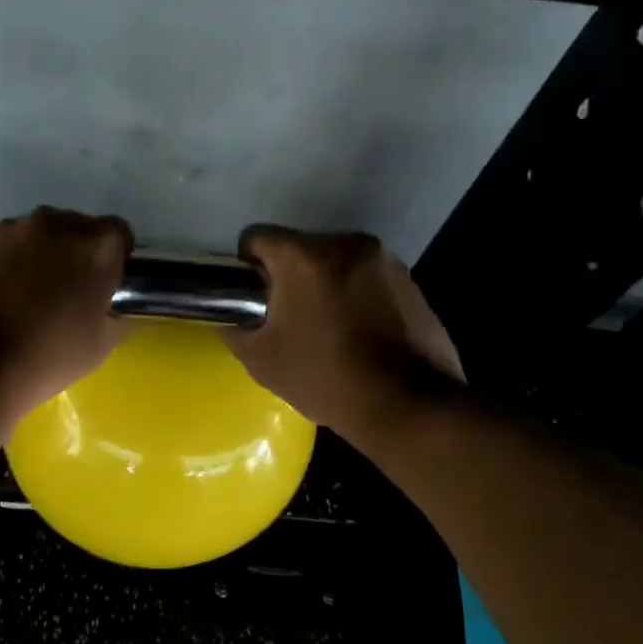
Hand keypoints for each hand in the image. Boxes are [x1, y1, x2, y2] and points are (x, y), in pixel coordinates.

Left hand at [0, 207, 131, 421]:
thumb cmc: (45, 359)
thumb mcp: (100, 347)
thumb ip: (112, 316)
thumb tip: (106, 309)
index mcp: (94, 247)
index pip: (118, 235)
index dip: (112, 261)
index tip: (101, 287)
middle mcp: (51, 225)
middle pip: (72, 229)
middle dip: (71, 255)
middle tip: (61, 294)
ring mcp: (4, 230)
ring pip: (29, 237)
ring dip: (31, 258)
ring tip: (17, 299)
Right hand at [223, 226, 463, 435]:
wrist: (407, 405)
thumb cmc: (325, 378)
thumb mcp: (262, 360)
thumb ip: (236, 328)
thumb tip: (231, 317)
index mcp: (304, 256)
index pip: (257, 237)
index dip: (247, 267)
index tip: (251, 299)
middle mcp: (346, 243)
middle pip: (300, 248)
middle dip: (290, 277)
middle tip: (289, 320)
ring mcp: (385, 260)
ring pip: (336, 262)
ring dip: (325, 285)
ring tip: (328, 329)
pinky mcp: (411, 281)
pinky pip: (367, 279)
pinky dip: (356, 297)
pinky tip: (359, 335)